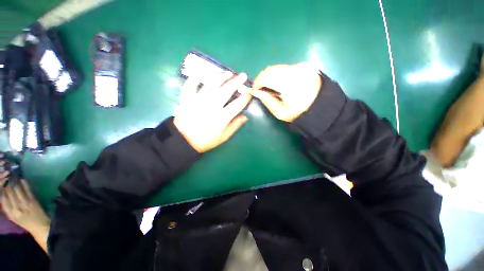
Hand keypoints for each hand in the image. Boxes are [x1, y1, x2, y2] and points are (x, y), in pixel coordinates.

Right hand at [0, 179, 49, 233]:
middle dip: (6, 182)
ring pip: (18, 189)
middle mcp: (16, 207)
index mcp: (10, 213)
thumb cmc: (25, 222)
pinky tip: (22, 179)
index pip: (2, 198)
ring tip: (12, 174)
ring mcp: (25, 203)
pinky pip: (28, 190)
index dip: (0, 188)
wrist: (40, 226)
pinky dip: (24, 184)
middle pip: (9, 192)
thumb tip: (2, 195)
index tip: (0, 181)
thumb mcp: (12, 217)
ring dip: (14, 181)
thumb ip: (7, 207)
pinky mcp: (33, 200)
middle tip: (5, 174)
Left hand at [174, 72, 251, 152]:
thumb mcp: (223, 137)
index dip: (245, 97)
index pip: (237, 104)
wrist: (183, 141)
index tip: (250, 92)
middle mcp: (211, 106)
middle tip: (243, 76)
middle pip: (226, 91)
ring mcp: (198, 101)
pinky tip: (200, 76)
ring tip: (227, 73)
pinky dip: (194, 79)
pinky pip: (190, 85)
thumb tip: (245, 116)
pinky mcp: (186, 99)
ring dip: (221, 77)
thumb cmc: (206, 140)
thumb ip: (235, 126)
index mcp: (222, 117)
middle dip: (236, 82)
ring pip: (211, 85)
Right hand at [251, 62, 321, 121]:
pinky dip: (278, 74)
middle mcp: (295, 70)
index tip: (254, 90)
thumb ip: (267, 101)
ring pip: (277, 67)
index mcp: (289, 83)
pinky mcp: (304, 66)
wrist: (323, 108)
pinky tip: (280, 84)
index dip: (257, 83)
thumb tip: (256, 92)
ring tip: (270, 87)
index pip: (266, 76)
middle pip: (271, 69)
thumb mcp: (280, 113)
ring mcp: (301, 66)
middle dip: (262, 79)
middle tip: (260, 89)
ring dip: (270, 76)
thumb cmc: (300, 113)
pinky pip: (285, 68)